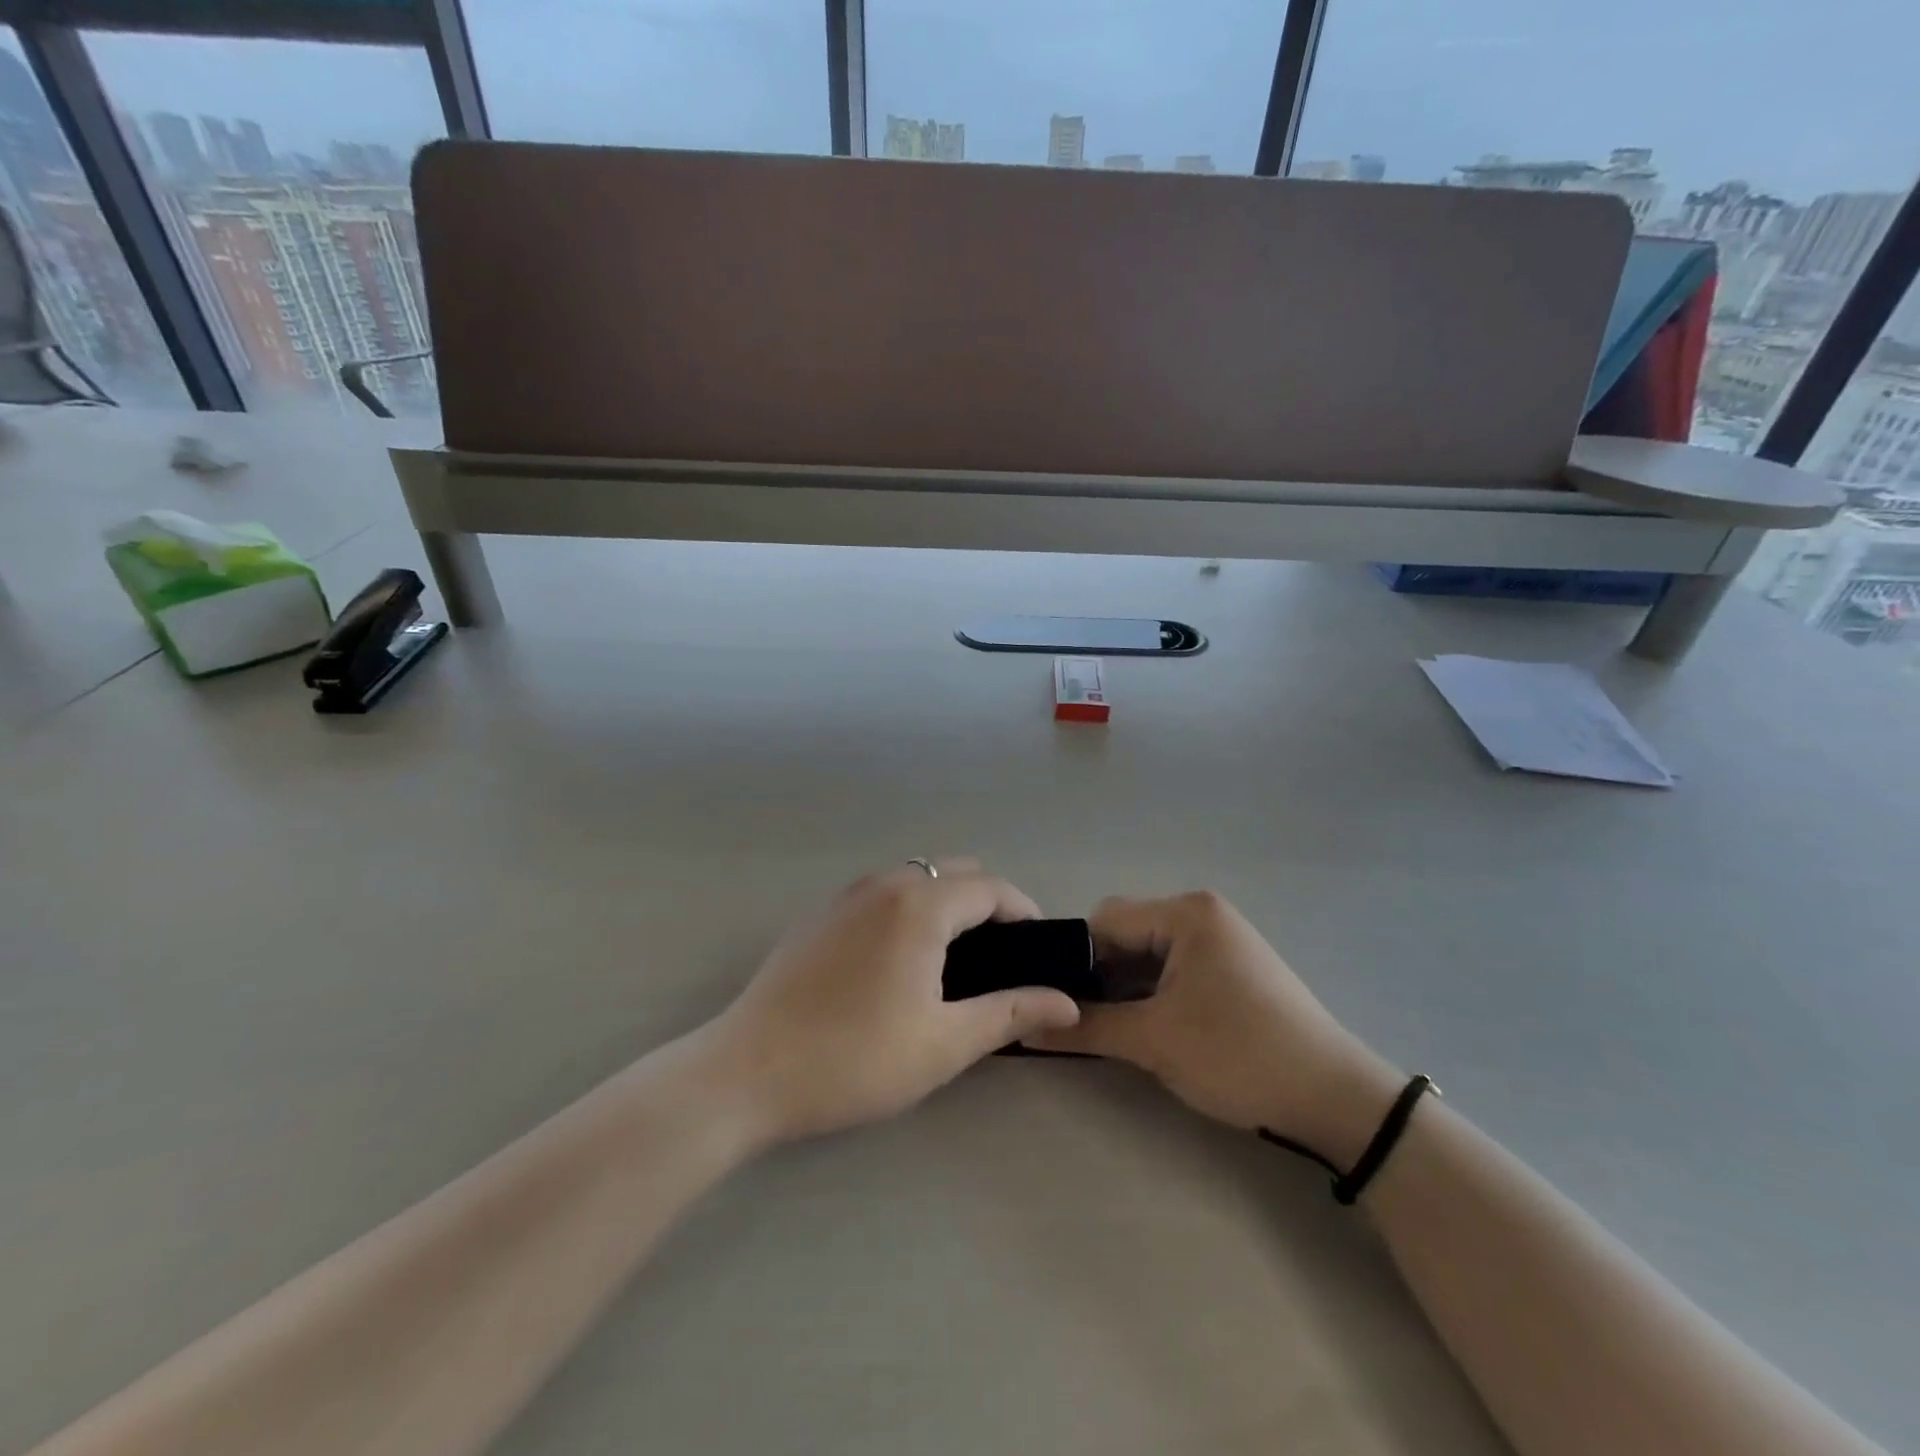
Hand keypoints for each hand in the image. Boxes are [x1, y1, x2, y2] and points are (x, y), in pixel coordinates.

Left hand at [705, 860, 1081, 1145]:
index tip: (1039, 947)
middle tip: (1000, 956)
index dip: (1023, 910)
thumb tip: (1067, 1002)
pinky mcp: (818, 915)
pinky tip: (899, 959)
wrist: (747, 1072)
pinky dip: (907, 907)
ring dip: (945, 901)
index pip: (990, 887)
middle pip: (953, 872)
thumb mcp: (943, 1043)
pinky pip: (880, 892)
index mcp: (919, 906)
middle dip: (986, 902)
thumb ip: (1009, 1013)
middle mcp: (883, 885)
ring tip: (954, 957)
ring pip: (914, 878)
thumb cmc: (855, 1059)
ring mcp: (844, 896)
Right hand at [1031, 891, 1400, 1166]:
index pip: (1104, 921)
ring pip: (1147, 956)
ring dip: (1124, 989)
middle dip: (1099, 976)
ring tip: (1104, 1028)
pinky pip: (1172, 970)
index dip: (1074, 960)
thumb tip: (1024, 1029)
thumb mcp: (1154, 1041)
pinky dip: (1151, 995)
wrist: (1335, 1099)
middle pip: (1125, 935)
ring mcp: (1219, 942)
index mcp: (1185, 913)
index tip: (1054, 1001)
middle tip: (1077, 1020)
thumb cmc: (1239, 1054)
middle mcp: (1201, 914)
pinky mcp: (1230, 970)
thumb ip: (1085, 1028)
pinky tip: (1142, 1028)